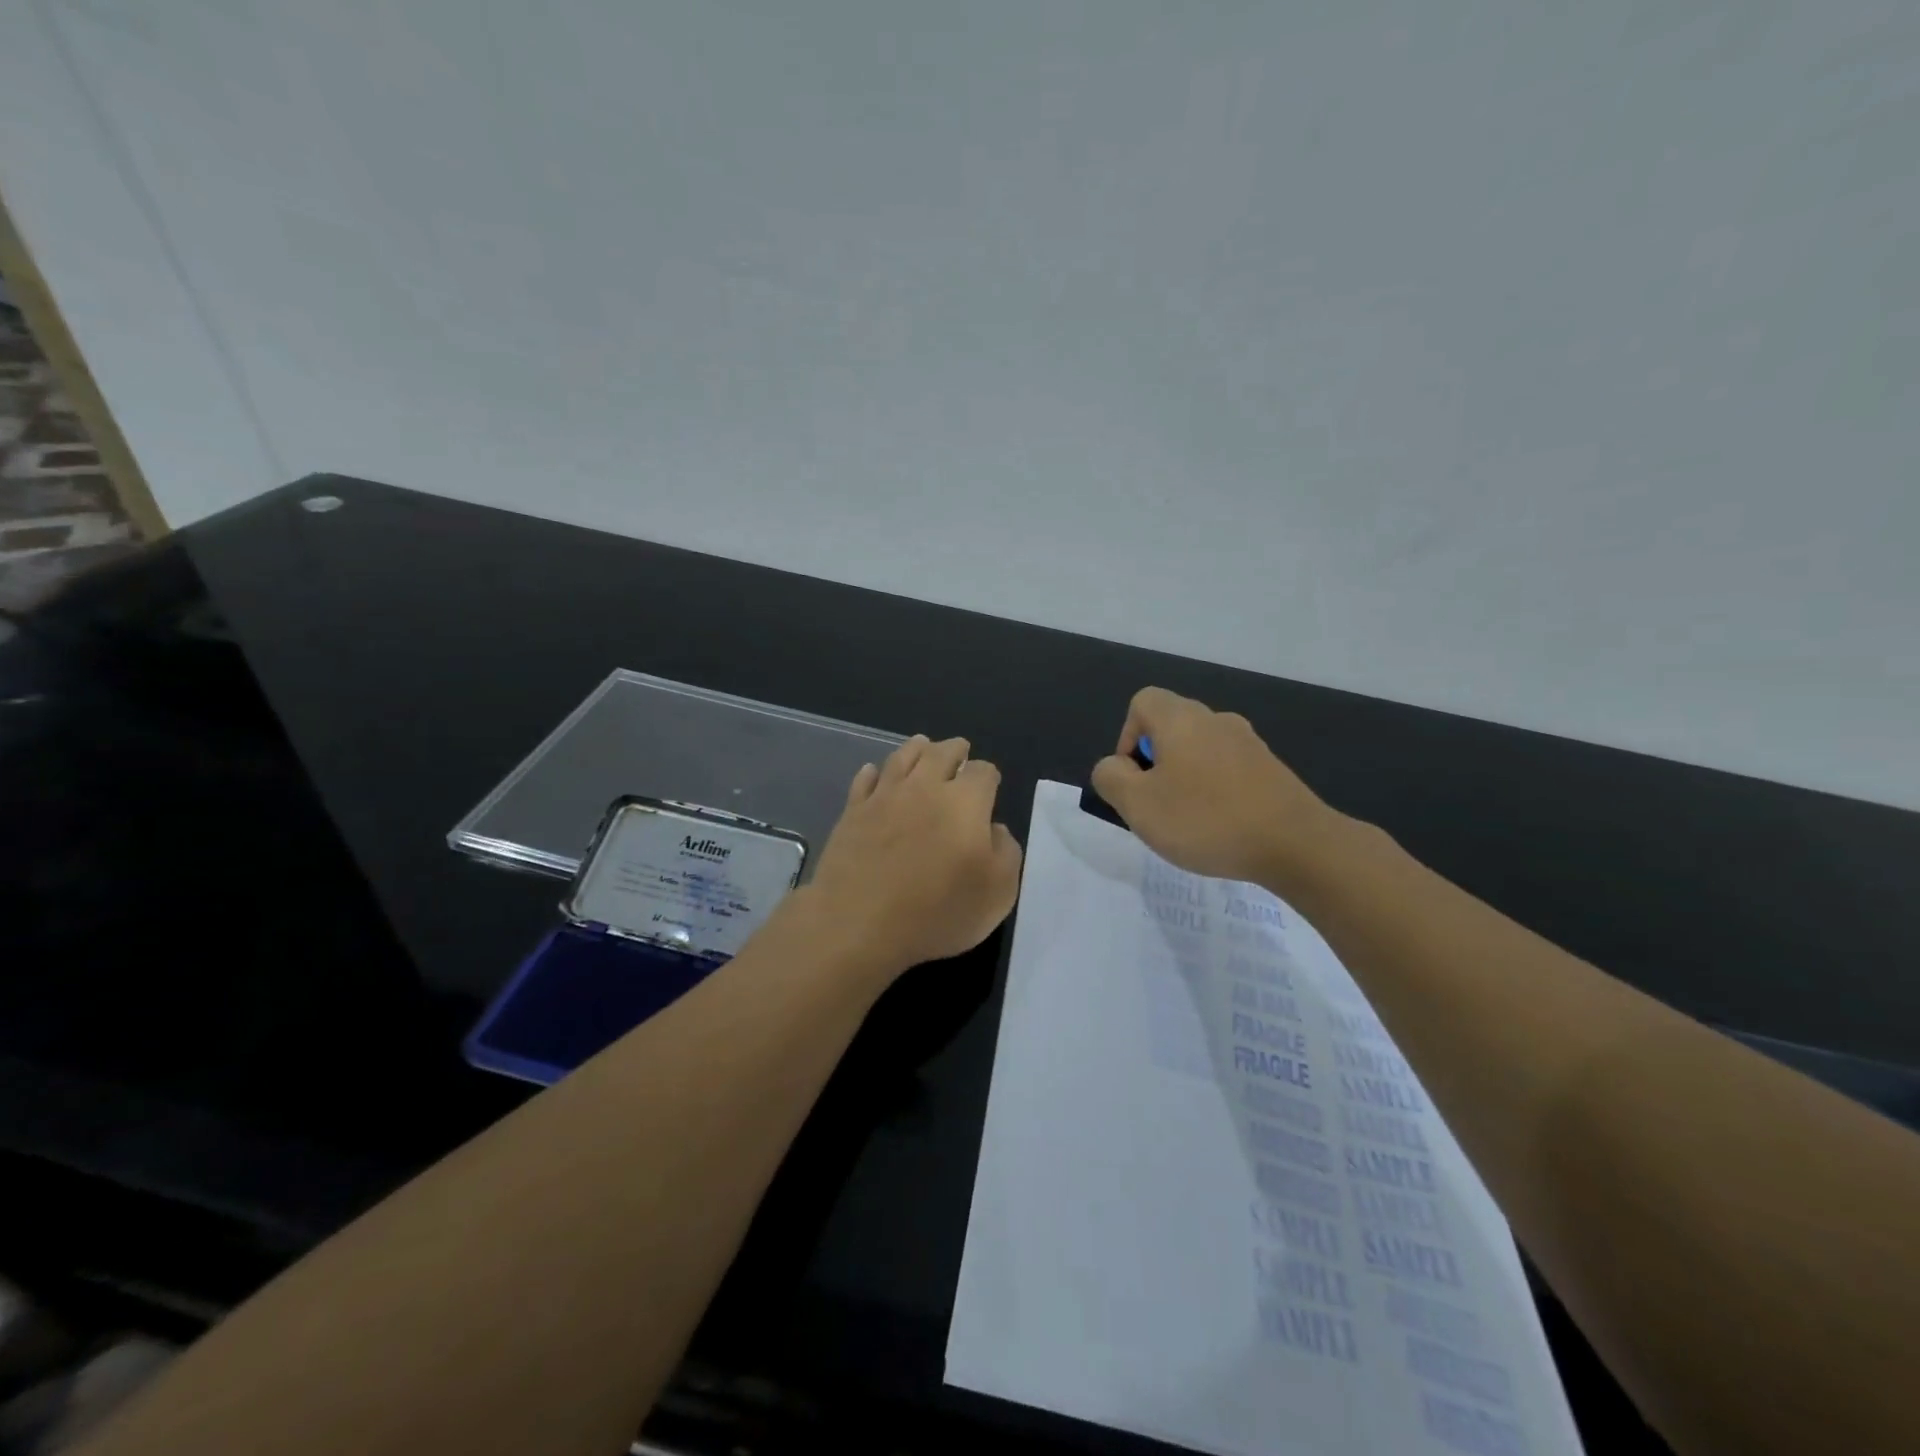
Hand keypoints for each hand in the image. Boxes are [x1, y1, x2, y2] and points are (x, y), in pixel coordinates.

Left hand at [801, 735, 1023, 981]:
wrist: (859, 923)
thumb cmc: (937, 911)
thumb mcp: (997, 893)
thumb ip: (1006, 852)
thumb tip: (994, 829)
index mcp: (965, 801)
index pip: (983, 771)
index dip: (989, 777)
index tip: (990, 787)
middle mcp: (925, 787)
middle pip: (942, 752)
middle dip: (955, 750)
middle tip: (960, 751)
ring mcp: (884, 796)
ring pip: (903, 757)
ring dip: (917, 748)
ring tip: (923, 746)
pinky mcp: (853, 812)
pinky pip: (865, 780)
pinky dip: (874, 772)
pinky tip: (875, 772)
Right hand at [1090, 687, 1345, 888]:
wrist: (1296, 844)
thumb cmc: (1206, 819)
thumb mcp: (1137, 804)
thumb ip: (1111, 778)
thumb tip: (1114, 766)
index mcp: (1181, 719)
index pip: (1142, 702)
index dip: (1127, 737)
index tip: (1134, 778)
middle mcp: (1215, 720)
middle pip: (1170, 726)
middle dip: (1154, 763)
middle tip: (1156, 805)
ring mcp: (1249, 743)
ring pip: (1199, 750)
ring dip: (1184, 778)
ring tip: (1187, 820)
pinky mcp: (1271, 769)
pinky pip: (1227, 770)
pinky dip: (1214, 791)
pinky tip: (1221, 826)